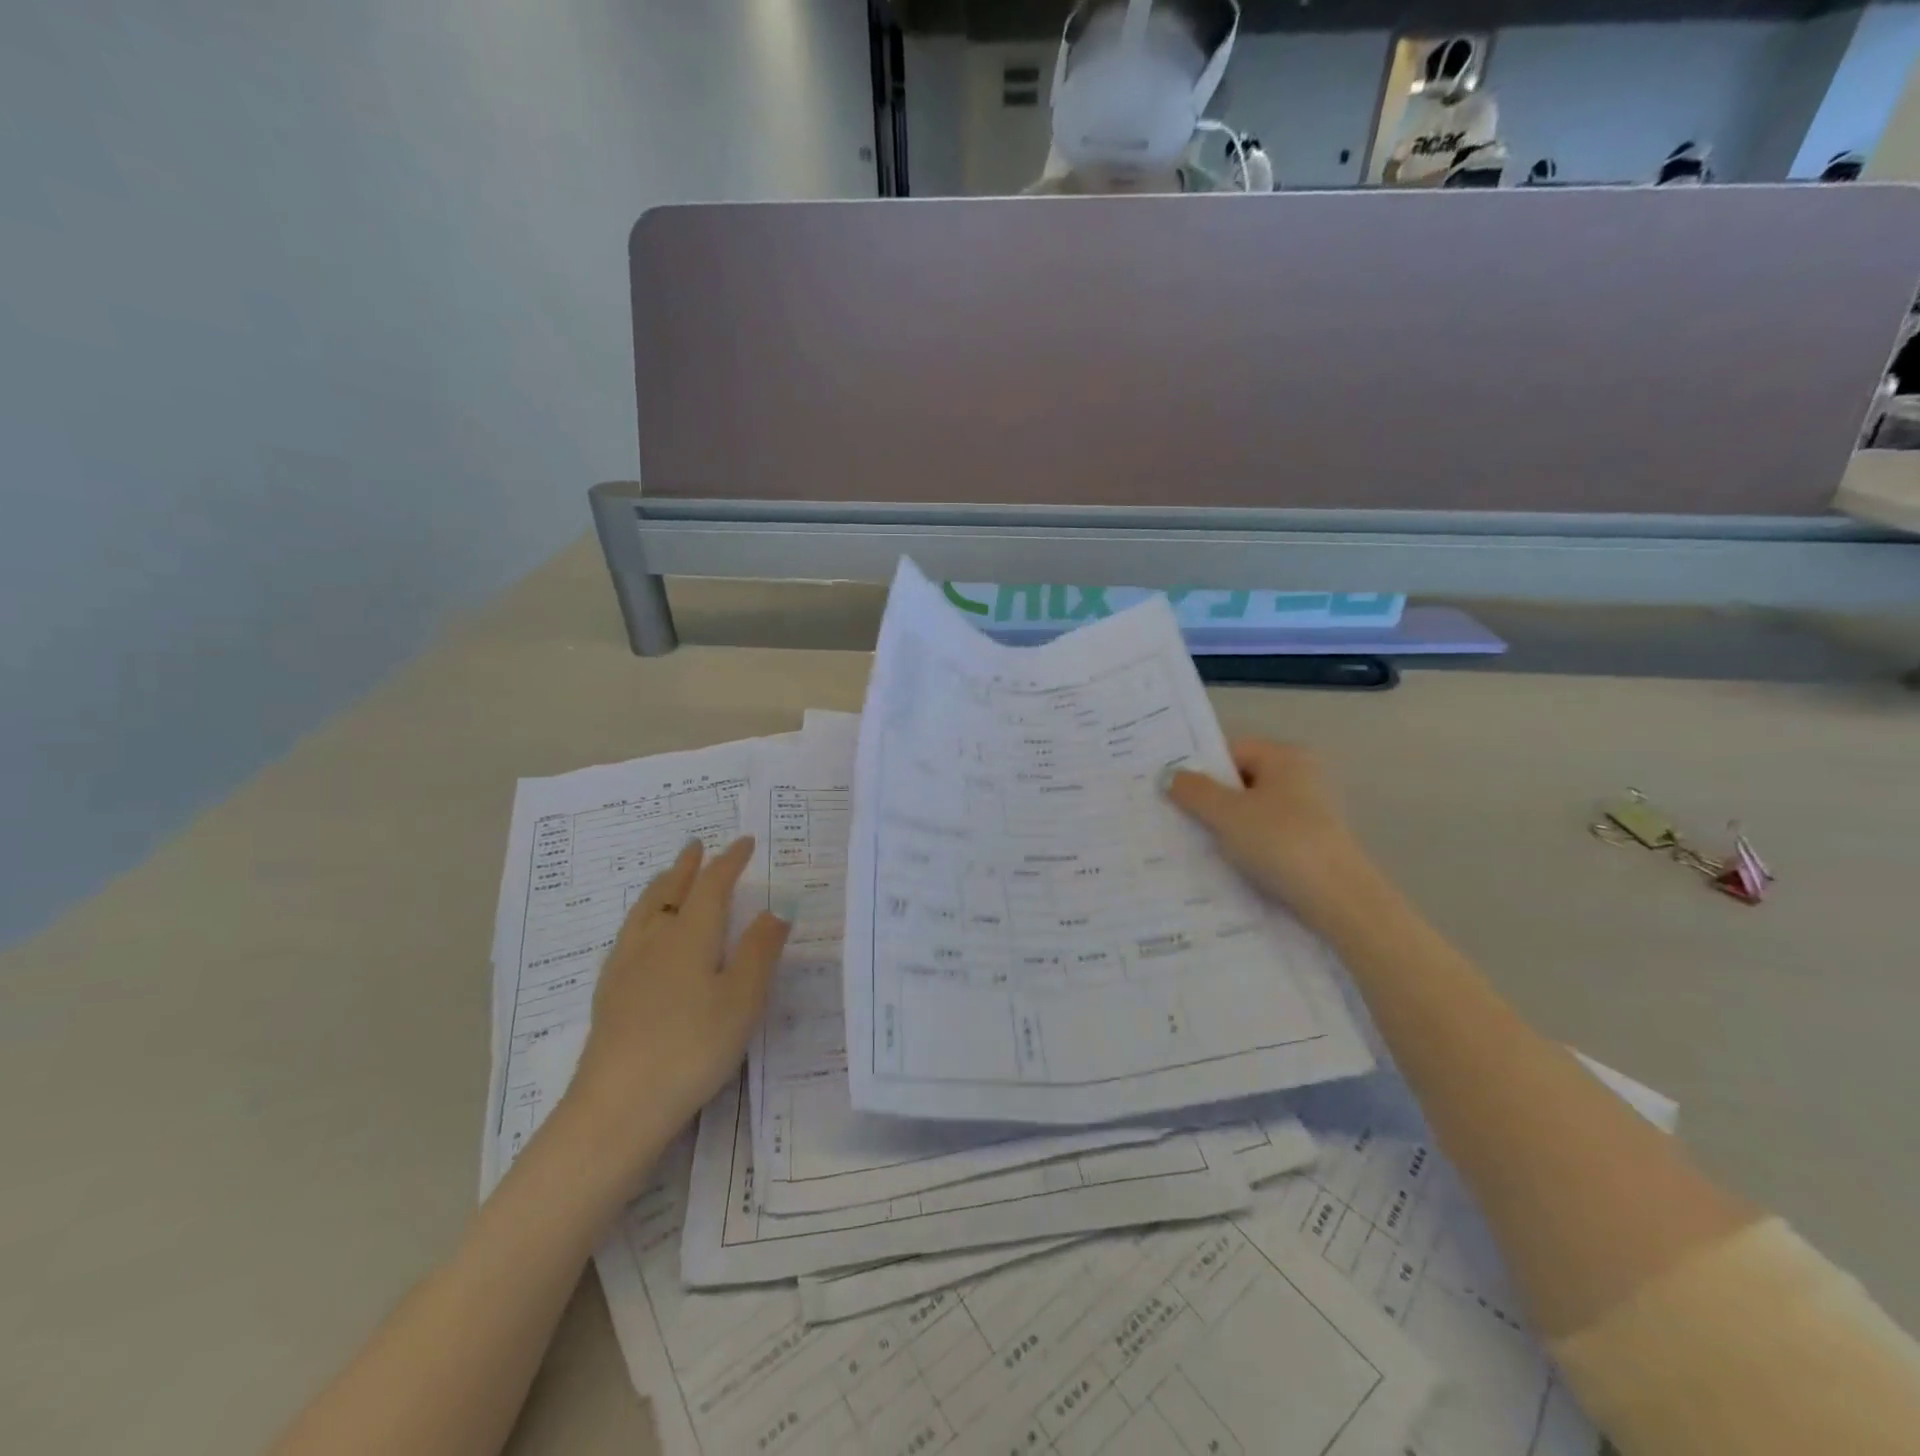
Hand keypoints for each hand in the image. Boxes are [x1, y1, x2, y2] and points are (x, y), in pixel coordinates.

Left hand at [565, 838, 787, 1170]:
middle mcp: (654, 941)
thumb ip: (760, 951)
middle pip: (670, 892)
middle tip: (696, 846)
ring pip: (643, 912)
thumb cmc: (692, 1047)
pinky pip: (628, 936)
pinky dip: (642, 918)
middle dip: (687, 867)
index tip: (744, 842)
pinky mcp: (609, 996)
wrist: (618, 1106)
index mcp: (690, 936)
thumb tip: (775, 909)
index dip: (729, 862)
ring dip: (661, 888)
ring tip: (667, 878)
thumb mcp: (742, 999)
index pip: (712, 886)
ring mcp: (626, 968)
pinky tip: (640, 937)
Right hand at [1165, 739, 1378, 930]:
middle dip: (1208, 800)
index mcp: (1284, 758)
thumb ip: (1193, 791)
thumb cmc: (1280, 842)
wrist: (1337, 899)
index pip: (1229, 751)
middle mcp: (1300, 777)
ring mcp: (1308, 812)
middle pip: (1239, 781)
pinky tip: (1224, 864)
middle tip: (1173, 818)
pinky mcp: (1310, 843)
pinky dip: (1244, 845)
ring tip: (1193, 844)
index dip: (1198, 769)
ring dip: (1224, 826)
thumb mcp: (1227, 814)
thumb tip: (1167, 776)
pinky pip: (1265, 835)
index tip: (1169, 791)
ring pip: (1251, 811)